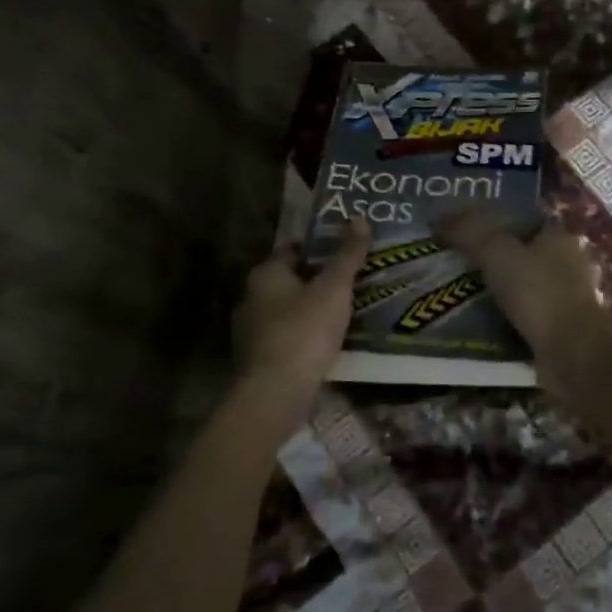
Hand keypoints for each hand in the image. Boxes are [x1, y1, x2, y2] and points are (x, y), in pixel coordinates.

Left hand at [231, 217, 369, 418]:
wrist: (275, 394)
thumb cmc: (304, 331)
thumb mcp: (334, 288)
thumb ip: (348, 254)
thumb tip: (360, 217)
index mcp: (265, 274)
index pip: (293, 249)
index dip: (319, 247)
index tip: (346, 251)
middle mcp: (251, 298)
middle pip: (290, 280)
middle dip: (317, 280)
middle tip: (352, 281)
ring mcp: (252, 331)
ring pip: (288, 311)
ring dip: (312, 310)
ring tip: (346, 312)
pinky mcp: (259, 360)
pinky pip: (288, 338)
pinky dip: (306, 336)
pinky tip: (329, 343)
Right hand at [438, 208, 608, 369]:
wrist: (572, 352)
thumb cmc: (537, 292)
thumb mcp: (496, 252)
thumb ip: (468, 232)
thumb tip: (438, 219)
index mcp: (559, 236)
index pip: (525, 220)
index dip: (496, 222)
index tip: (466, 232)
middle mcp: (569, 262)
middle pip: (525, 253)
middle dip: (496, 259)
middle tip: (459, 265)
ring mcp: (569, 298)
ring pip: (526, 286)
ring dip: (502, 291)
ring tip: (465, 295)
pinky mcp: (563, 328)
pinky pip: (527, 315)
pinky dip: (508, 317)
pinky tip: (485, 322)